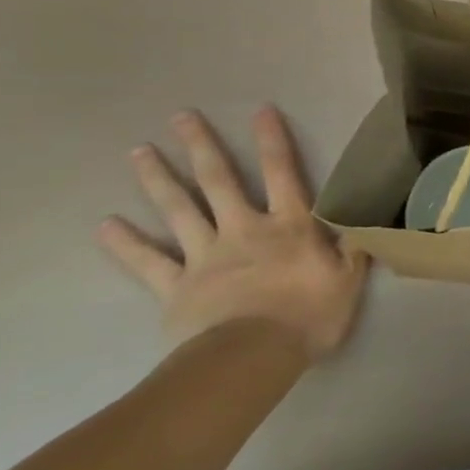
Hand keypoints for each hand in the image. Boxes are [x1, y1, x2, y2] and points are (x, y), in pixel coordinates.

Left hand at [98, 107, 369, 358]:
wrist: (250, 359)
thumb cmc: (308, 317)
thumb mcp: (349, 281)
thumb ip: (353, 247)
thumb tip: (364, 220)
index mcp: (289, 225)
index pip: (283, 172)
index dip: (273, 140)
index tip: (260, 110)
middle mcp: (244, 229)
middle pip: (219, 180)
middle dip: (201, 146)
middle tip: (180, 116)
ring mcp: (205, 256)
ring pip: (179, 210)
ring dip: (159, 179)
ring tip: (138, 152)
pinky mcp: (176, 288)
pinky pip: (148, 261)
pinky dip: (126, 243)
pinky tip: (105, 225)